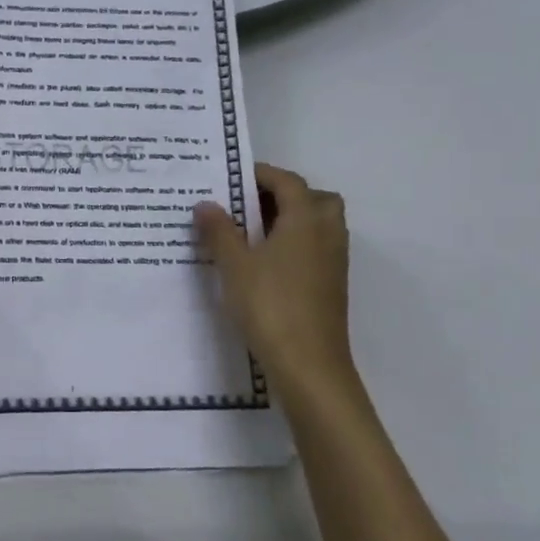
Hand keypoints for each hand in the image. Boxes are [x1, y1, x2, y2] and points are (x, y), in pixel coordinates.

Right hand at [194, 163, 361, 415]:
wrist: (309, 366)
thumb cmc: (270, 306)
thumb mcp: (234, 266)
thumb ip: (219, 231)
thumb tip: (205, 203)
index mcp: (306, 220)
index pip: (288, 181)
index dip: (262, 174)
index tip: (232, 177)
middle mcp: (326, 234)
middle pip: (314, 198)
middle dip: (285, 195)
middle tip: (249, 205)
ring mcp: (333, 262)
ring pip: (319, 225)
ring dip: (291, 221)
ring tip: (252, 234)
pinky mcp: (331, 286)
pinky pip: (316, 249)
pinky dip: (295, 244)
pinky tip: (265, 264)